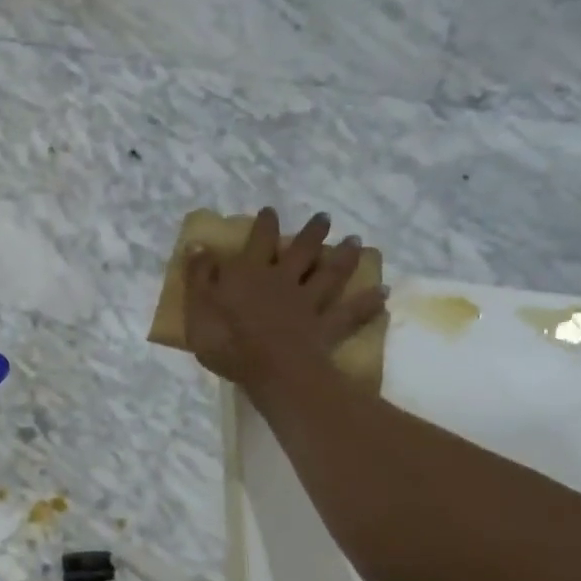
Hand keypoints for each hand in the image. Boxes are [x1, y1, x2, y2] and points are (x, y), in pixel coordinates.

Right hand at [184, 208, 387, 389]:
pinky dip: (367, 304)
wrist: (271, 369)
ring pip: (330, 275)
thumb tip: (198, 246)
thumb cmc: (227, 342)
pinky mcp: (326, 327)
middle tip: (325, 218)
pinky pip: (350, 313)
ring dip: (343, 258)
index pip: (258, 241)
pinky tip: (382, 294)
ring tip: (355, 243)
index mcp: (250, 274)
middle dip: (312, 233)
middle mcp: (283, 280)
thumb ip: (199, 277)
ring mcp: (308, 303)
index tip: (270, 211)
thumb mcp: (198, 309)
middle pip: (301, 251)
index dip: (264, 225)